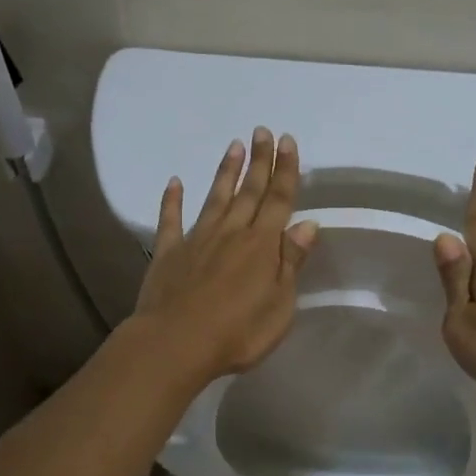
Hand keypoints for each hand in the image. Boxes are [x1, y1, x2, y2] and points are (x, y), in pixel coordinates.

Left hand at [132, 127, 318, 383]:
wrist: (176, 344)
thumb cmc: (237, 333)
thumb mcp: (279, 305)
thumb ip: (291, 262)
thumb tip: (307, 224)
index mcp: (262, 246)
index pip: (278, 200)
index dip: (285, 170)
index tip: (287, 142)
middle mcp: (231, 233)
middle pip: (249, 191)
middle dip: (259, 161)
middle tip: (262, 131)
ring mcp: (197, 239)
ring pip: (215, 198)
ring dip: (226, 172)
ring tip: (233, 145)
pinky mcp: (169, 253)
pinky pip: (170, 220)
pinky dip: (172, 200)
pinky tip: (175, 182)